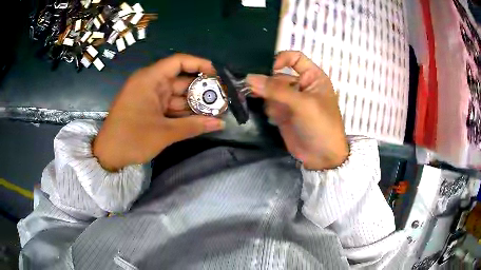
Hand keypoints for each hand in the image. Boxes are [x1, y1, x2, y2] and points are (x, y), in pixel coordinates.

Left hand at [93, 54, 224, 170]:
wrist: (108, 155)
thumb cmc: (132, 139)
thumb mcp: (164, 133)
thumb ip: (193, 126)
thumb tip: (221, 124)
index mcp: (149, 79)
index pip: (178, 62)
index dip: (199, 64)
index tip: (217, 75)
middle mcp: (150, 83)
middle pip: (180, 79)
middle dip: (201, 89)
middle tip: (222, 98)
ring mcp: (149, 97)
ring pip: (176, 95)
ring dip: (194, 103)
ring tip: (216, 110)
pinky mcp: (148, 108)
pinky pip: (169, 105)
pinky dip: (183, 111)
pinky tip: (200, 118)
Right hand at [247, 51, 347, 169]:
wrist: (322, 157)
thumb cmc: (321, 125)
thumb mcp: (303, 104)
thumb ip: (276, 90)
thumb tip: (249, 78)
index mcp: (312, 77)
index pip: (295, 58)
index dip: (281, 59)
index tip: (269, 69)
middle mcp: (300, 85)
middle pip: (278, 75)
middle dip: (267, 82)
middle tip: (250, 87)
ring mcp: (290, 100)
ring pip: (270, 89)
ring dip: (265, 95)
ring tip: (266, 105)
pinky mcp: (282, 113)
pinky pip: (269, 104)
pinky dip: (268, 108)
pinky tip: (275, 118)